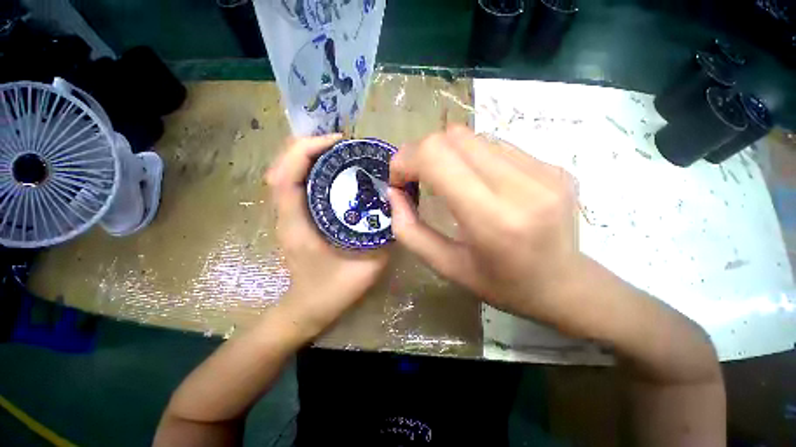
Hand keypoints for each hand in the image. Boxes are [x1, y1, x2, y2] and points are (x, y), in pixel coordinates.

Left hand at [267, 135, 388, 337]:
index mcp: (297, 224)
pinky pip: (296, 184)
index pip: (287, 175)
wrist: (307, 310)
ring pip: (286, 173)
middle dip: (308, 145)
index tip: (338, 141)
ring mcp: (288, 215)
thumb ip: (384, 241)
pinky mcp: (295, 218)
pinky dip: (309, 169)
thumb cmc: (330, 292)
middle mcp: (286, 215)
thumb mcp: (366, 268)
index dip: (307, 149)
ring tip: (338, 151)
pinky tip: (332, 171)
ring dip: (308, 155)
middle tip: (341, 143)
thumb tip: (399, 210)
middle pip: (282, 166)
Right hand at [388, 126, 583, 327]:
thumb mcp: (445, 266)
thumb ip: (410, 230)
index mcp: (492, 219)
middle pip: (453, 137)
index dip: (407, 159)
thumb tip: (394, 192)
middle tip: (420, 178)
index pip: (437, 156)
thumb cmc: (500, 284)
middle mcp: (522, 186)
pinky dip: (475, 159)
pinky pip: (497, 146)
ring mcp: (544, 171)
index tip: (400, 179)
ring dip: (449, 155)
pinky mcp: (554, 166)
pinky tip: (481, 183)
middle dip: (424, 153)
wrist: (564, 286)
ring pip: (474, 137)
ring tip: (450, 181)